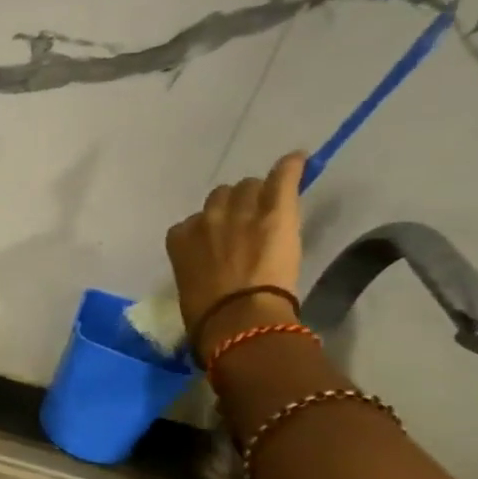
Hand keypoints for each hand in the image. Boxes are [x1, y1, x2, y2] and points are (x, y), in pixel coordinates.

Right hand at [165, 150, 306, 359]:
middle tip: (247, 225)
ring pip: (248, 186)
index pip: (192, 223)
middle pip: (221, 197)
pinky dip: (290, 168)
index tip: (219, 244)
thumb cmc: (206, 315)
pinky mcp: (275, 210)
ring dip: (257, 195)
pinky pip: (282, 177)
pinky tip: (298, 160)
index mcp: (179, 238)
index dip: (209, 231)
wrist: (237, 318)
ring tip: (270, 205)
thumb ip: (195, 266)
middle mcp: (206, 218)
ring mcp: (241, 211)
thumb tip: (206, 270)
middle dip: (233, 206)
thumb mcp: (188, 286)